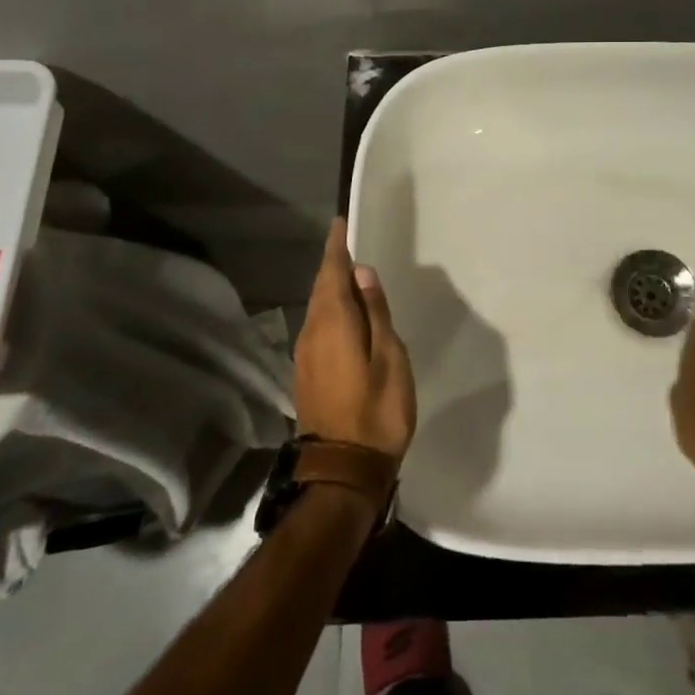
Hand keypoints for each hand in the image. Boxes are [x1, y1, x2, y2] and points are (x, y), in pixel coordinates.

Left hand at [294, 220, 416, 461]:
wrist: (343, 471)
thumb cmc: (377, 411)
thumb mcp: (389, 357)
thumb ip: (376, 313)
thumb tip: (362, 273)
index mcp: (333, 323)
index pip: (332, 273)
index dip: (336, 247)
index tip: (339, 223)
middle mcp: (312, 333)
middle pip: (320, 288)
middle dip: (332, 264)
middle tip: (347, 242)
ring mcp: (305, 355)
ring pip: (317, 308)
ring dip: (330, 287)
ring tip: (350, 274)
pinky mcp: (307, 373)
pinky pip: (317, 326)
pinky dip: (330, 310)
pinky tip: (345, 314)